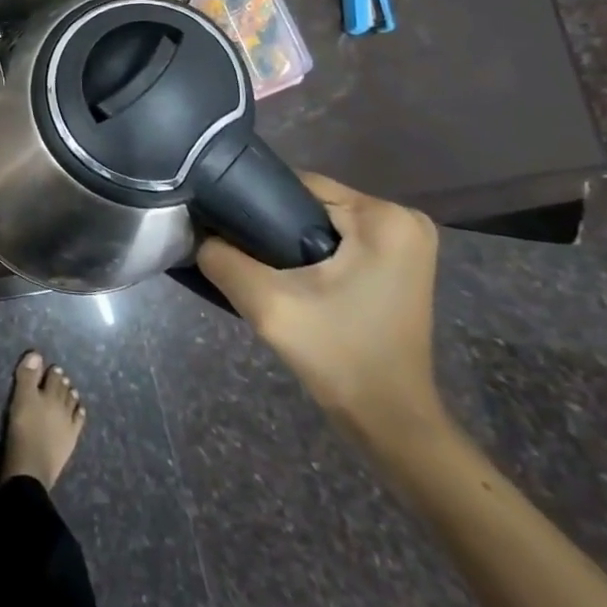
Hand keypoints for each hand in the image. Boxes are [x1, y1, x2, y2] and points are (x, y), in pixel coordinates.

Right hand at [197, 172, 445, 446]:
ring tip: (264, 269)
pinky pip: (341, 239)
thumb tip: (199, 234)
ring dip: (291, 240)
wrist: (391, 423)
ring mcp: (407, 242)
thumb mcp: (268, 305)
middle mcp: (403, 219)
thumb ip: (223, 259)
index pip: (298, 184)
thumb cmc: (337, 357)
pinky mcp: (401, 263)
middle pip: (312, 202)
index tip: (228, 230)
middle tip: (246, 258)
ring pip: (323, 221)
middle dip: (274, 225)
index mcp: (383, 217)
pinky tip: (294, 279)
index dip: (256, 202)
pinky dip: (313, 253)